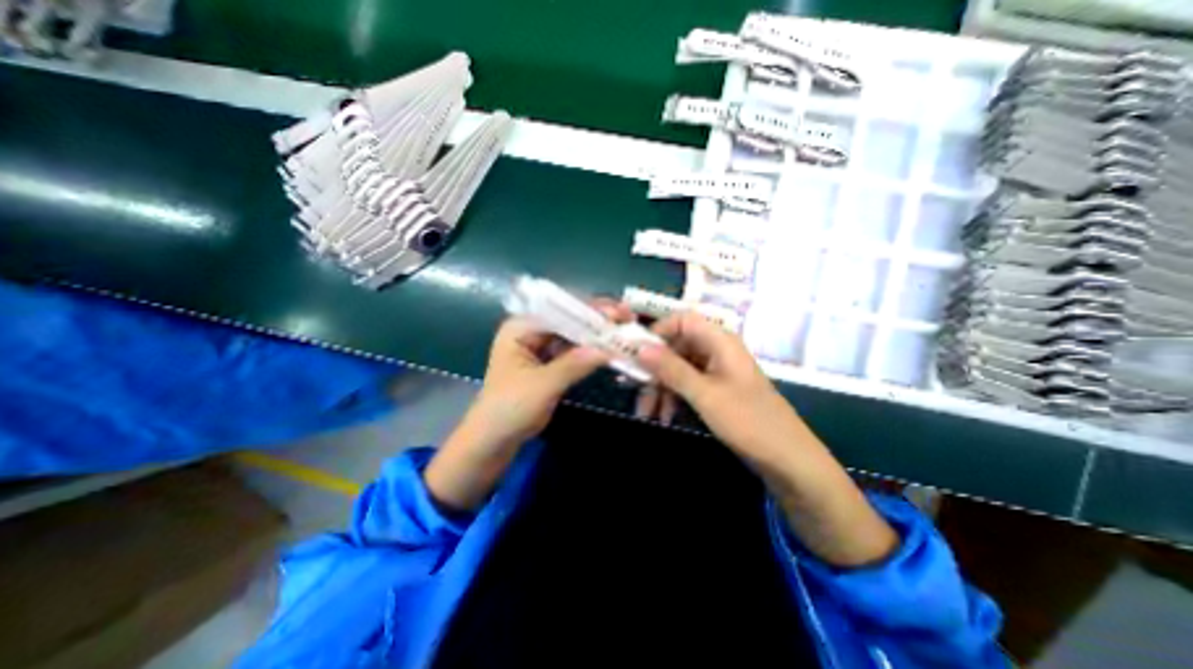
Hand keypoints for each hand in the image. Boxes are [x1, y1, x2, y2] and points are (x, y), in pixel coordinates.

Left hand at [461, 308, 627, 450]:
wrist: (494, 440)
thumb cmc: (509, 409)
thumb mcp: (542, 385)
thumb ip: (574, 364)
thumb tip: (607, 348)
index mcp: (520, 327)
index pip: (559, 311)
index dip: (588, 310)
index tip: (616, 314)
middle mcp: (531, 331)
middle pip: (569, 319)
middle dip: (596, 320)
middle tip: (626, 319)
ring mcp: (541, 346)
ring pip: (574, 334)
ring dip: (597, 334)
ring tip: (624, 330)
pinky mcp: (550, 362)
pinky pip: (574, 351)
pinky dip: (591, 350)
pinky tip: (610, 348)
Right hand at [633, 311, 801, 467]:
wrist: (787, 458)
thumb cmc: (747, 420)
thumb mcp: (704, 394)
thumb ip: (671, 369)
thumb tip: (640, 347)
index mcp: (720, 341)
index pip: (682, 320)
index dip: (658, 331)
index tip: (636, 351)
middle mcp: (717, 350)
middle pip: (677, 346)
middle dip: (655, 368)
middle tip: (634, 388)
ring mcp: (717, 371)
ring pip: (679, 368)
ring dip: (661, 387)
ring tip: (646, 411)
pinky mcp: (717, 389)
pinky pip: (688, 384)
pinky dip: (674, 397)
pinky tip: (664, 416)